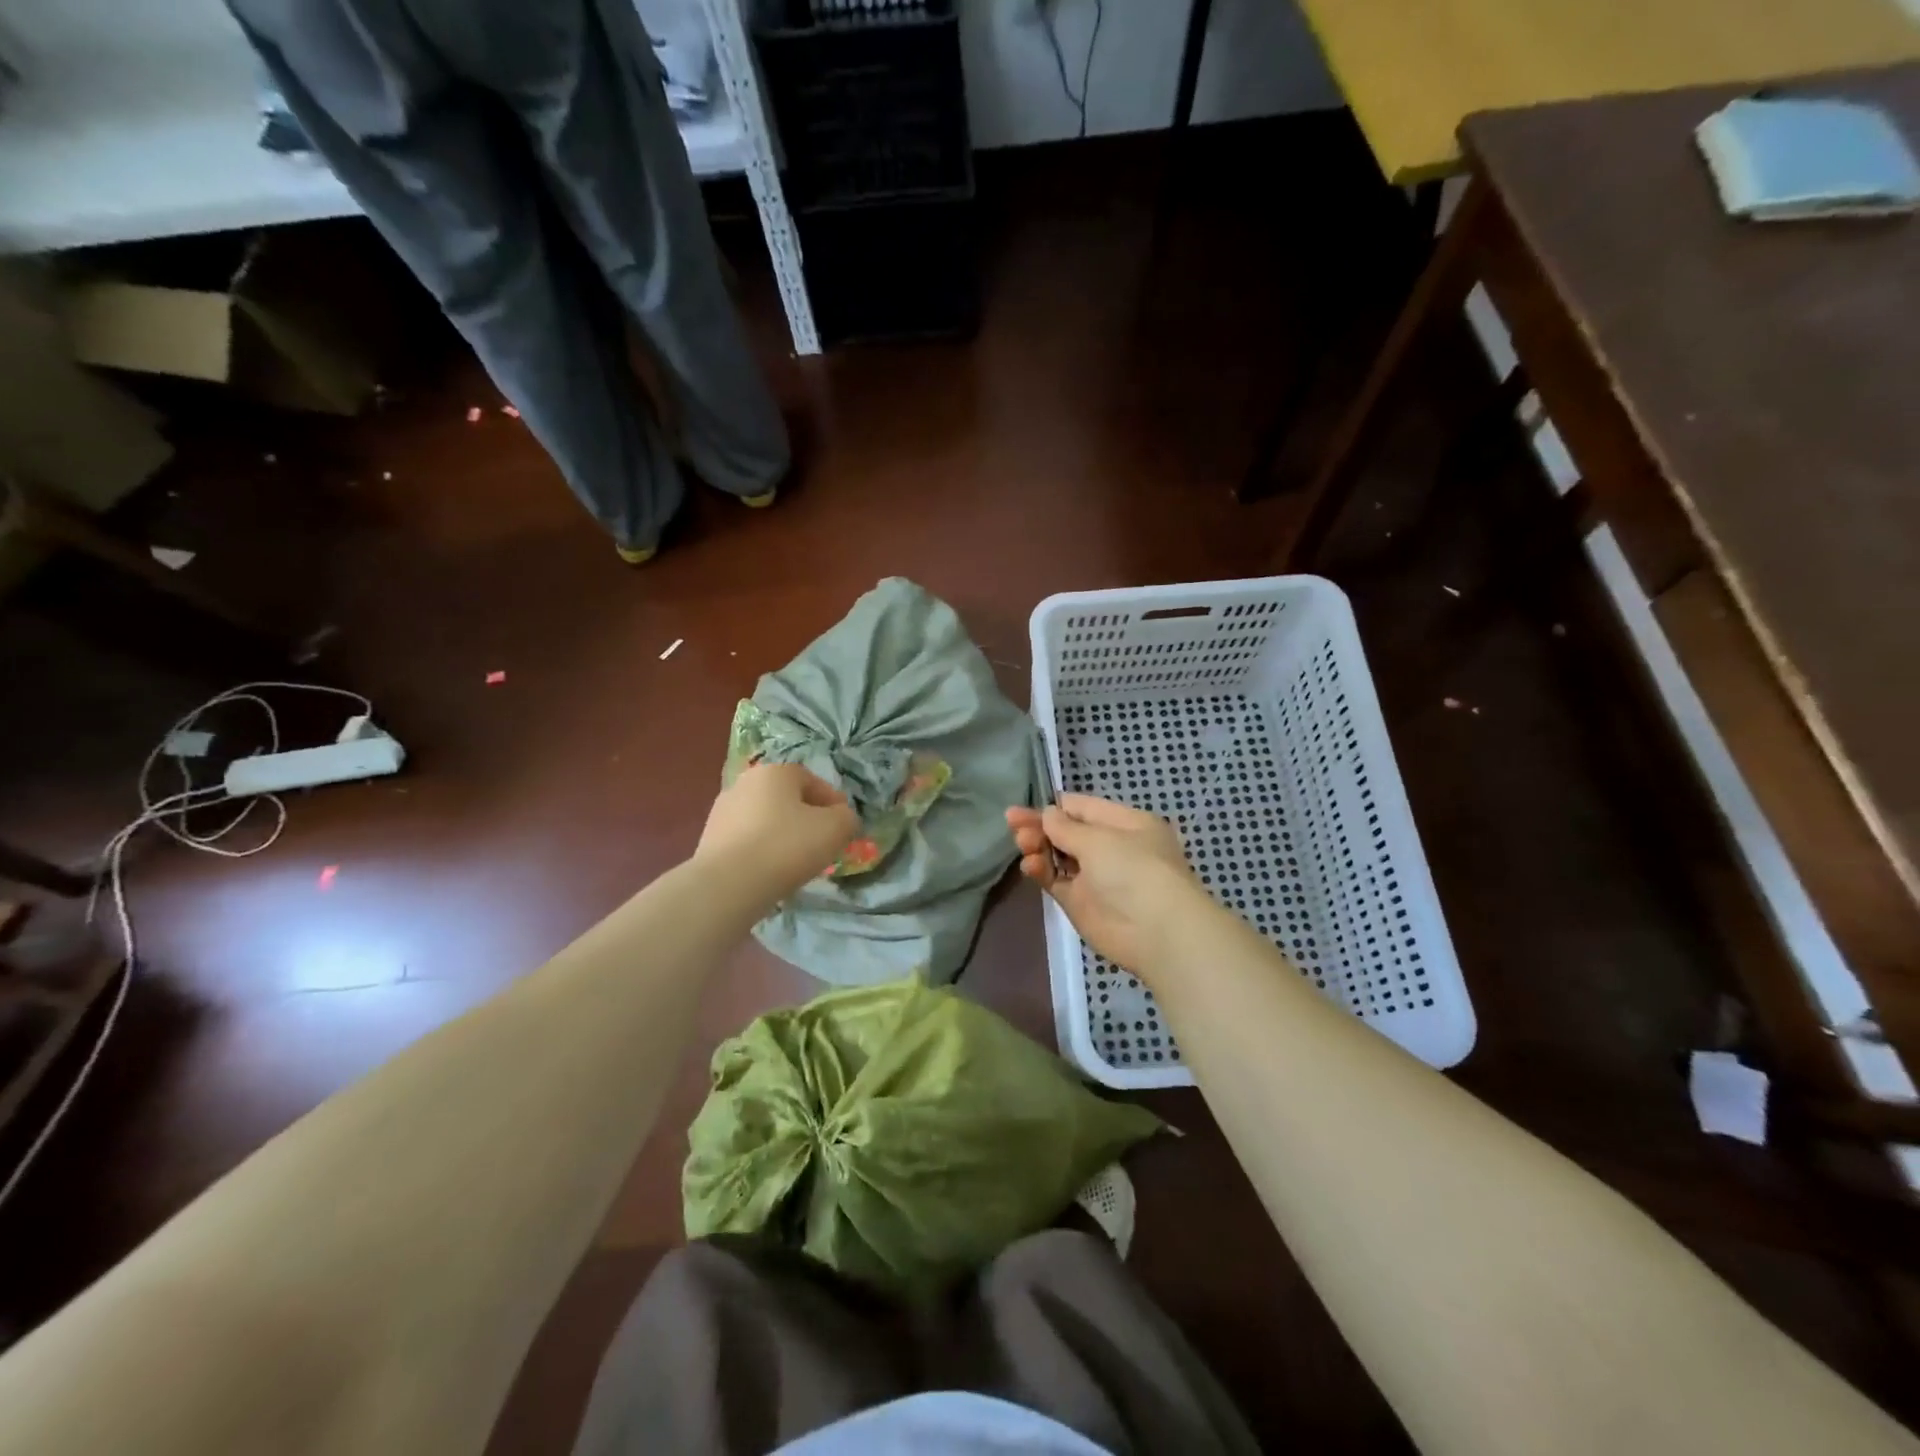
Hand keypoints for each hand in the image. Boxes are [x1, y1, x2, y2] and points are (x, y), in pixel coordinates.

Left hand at [697, 762, 858, 902]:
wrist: (728, 885)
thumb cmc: (787, 846)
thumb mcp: (836, 829)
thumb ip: (847, 817)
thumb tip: (842, 818)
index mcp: (775, 772)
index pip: (812, 780)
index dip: (833, 802)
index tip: (843, 826)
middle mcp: (744, 783)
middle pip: (786, 799)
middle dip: (806, 818)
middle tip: (822, 843)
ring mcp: (722, 812)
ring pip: (765, 820)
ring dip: (782, 835)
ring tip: (796, 862)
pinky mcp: (709, 840)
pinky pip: (747, 841)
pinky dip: (762, 851)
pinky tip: (771, 872)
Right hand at [1005, 794, 1205, 979]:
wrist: (1157, 932)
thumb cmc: (1134, 870)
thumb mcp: (1099, 839)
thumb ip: (1066, 827)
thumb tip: (1048, 814)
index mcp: (1125, 824)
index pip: (1083, 808)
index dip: (1055, 807)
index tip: (1026, 806)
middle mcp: (1111, 848)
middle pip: (1068, 832)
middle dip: (1040, 825)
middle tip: (1011, 822)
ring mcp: (1095, 877)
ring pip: (1059, 856)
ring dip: (1038, 847)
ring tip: (1021, 844)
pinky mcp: (1081, 903)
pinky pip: (1056, 881)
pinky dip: (1041, 871)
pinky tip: (1029, 865)